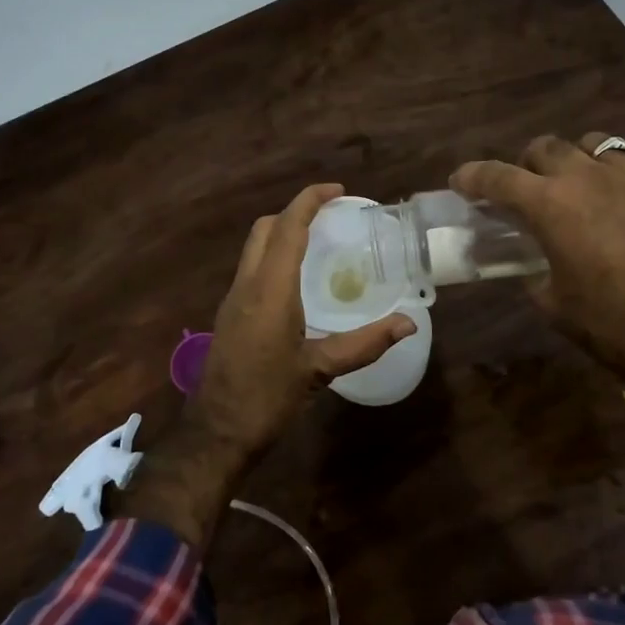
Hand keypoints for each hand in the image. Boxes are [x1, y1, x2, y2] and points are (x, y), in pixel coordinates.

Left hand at [121, 185, 414, 551]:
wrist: (216, 433)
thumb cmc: (267, 398)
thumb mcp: (319, 370)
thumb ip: (364, 343)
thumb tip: (408, 323)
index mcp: (270, 289)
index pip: (288, 227)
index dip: (310, 201)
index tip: (337, 190)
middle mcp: (247, 285)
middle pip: (265, 229)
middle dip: (295, 212)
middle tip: (330, 215)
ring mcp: (233, 299)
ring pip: (254, 247)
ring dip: (282, 233)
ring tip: (318, 242)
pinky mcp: (229, 315)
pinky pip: (251, 268)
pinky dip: (273, 256)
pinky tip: (296, 280)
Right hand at [452, 134, 624, 388]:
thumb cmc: (612, 324)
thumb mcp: (553, 304)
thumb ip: (534, 273)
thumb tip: (534, 264)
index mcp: (550, 205)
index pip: (497, 177)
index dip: (472, 176)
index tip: (461, 181)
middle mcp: (586, 176)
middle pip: (544, 147)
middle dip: (527, 164)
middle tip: (528, 188)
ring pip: (593, 142)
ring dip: (577, 158)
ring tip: (582, 179)